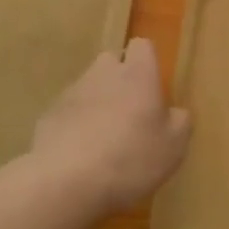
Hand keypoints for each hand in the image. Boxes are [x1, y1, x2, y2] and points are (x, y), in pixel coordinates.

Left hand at [31, 39, 190, 220]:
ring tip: (104, 139)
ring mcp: (72, 93)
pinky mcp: (48, 116)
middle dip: (120, 79)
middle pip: (111, 62)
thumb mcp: (173, 146)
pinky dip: (75, 125)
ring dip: (97, 103)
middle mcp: (103, 74)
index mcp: (138, 75)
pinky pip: (68, 112)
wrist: (66, 181)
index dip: (147, 61)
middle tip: (131, 112)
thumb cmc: (130, 158)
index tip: (153, 86)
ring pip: (88, 87)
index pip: (142, 46)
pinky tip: (80, 154)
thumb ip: (179, 122)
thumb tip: (174, 113)